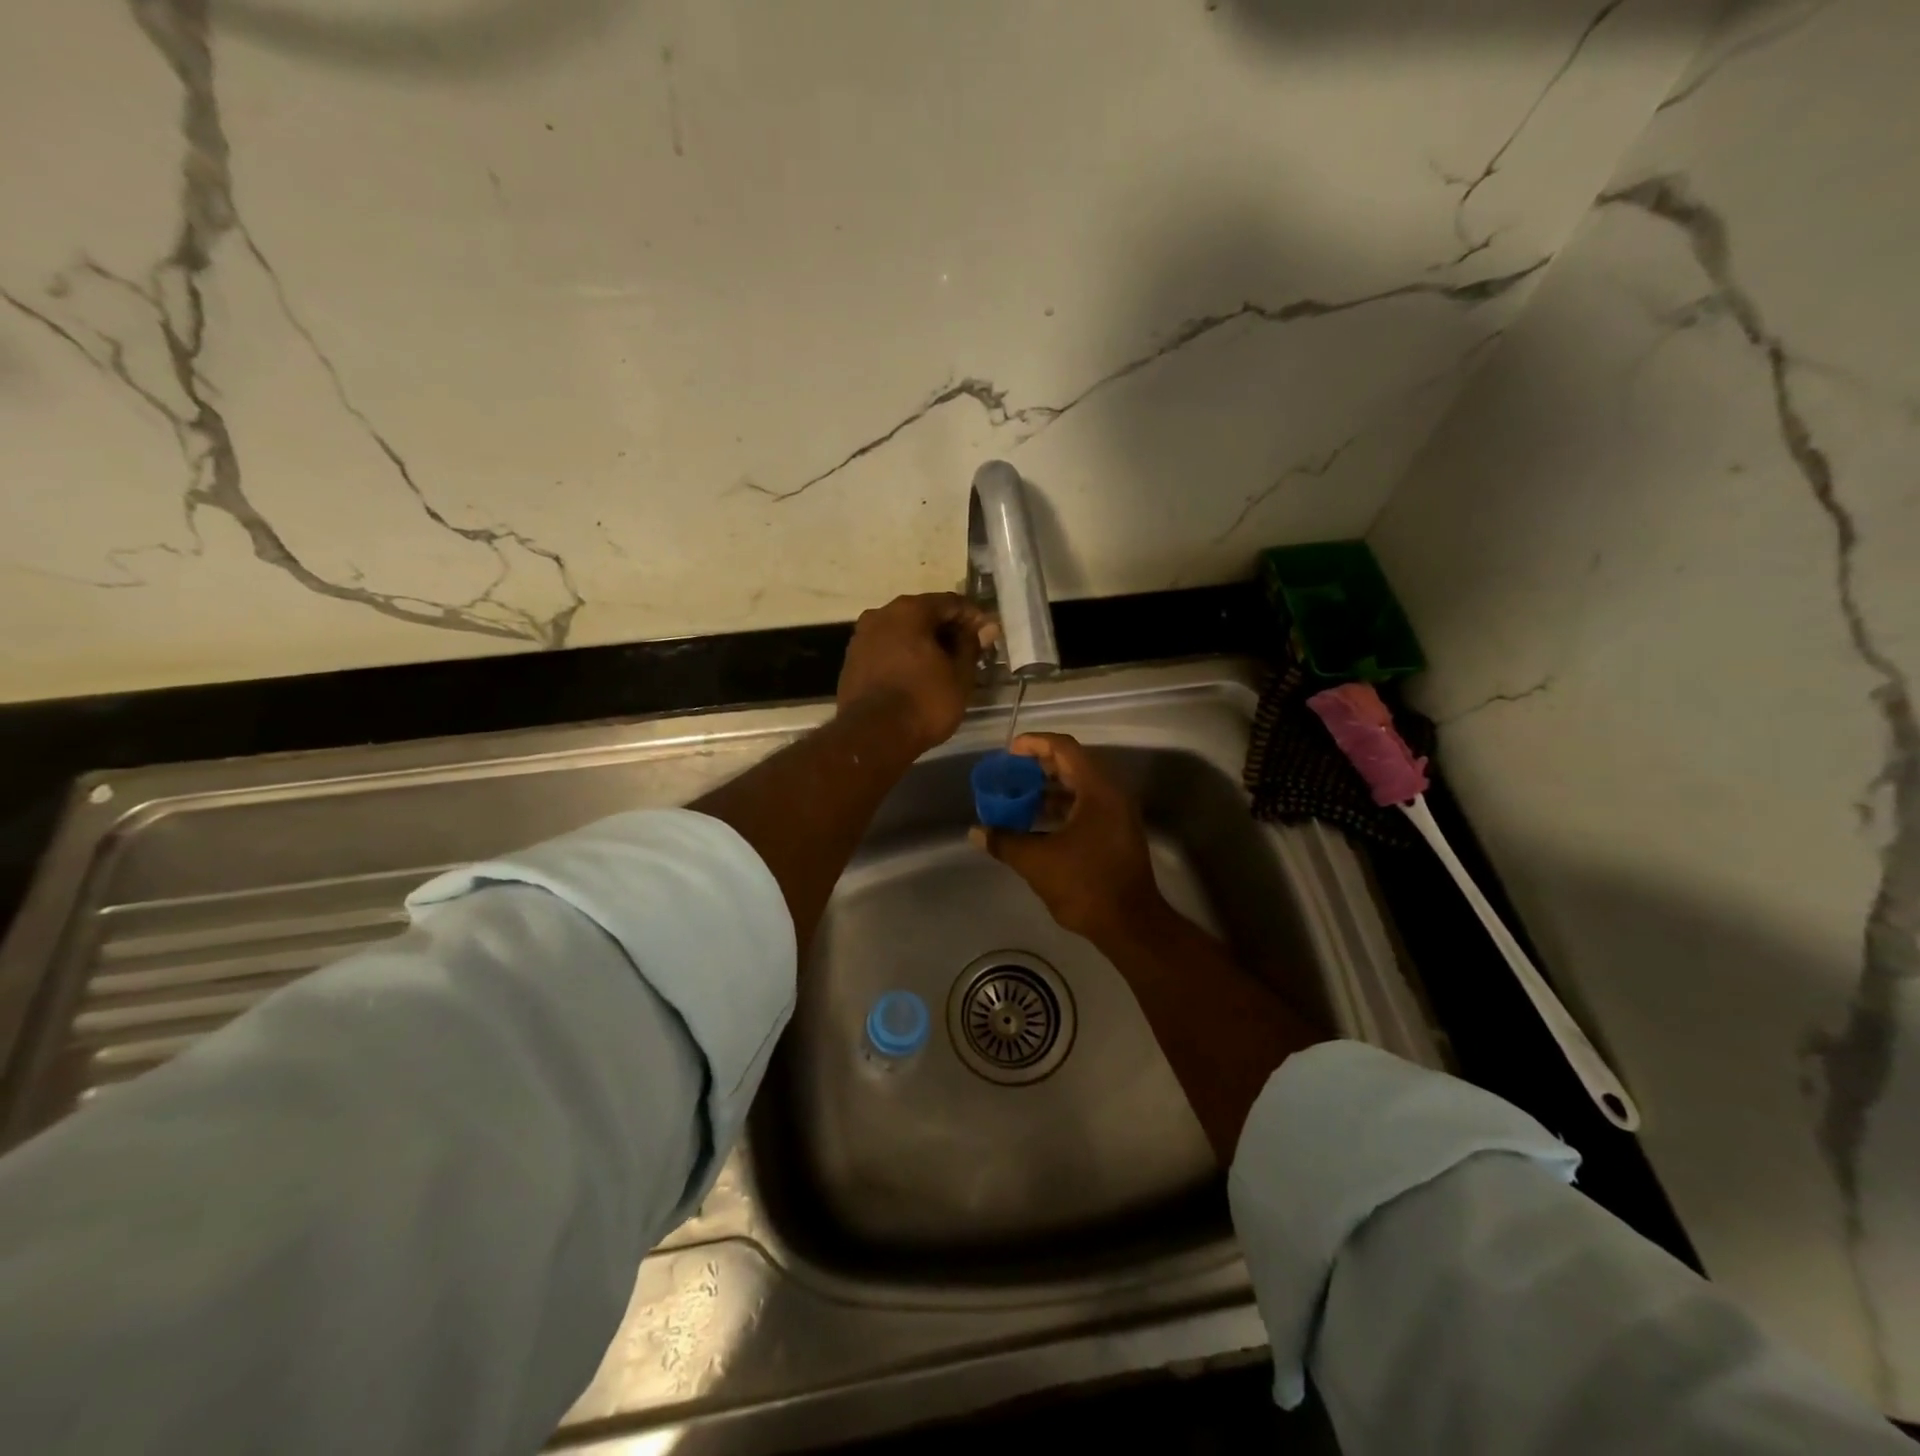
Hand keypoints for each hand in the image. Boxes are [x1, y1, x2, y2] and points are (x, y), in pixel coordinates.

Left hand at [836, 593, 990, 753]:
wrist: (873, 737)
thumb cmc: (924, 702)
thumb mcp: (960, 675)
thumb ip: (971, 646)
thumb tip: (983, 629)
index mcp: (909, 610)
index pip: (950, 602)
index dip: (973, 617)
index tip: (988, 635)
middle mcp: (881, 614)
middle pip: (923, 614)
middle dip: (947, 630)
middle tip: (968, 651)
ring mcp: (861, 638)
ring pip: (902, 633)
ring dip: (924, 644)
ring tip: (944, 666)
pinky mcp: (852, 661)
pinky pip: (887, 650)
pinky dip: (905, 657)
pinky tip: (918, 676)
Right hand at [969, 732, 1168, 942]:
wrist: (1130, 924)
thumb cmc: (1085, 885)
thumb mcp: (1037, 862)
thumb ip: (1005, 841)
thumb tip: (976, 832)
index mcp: (1098, 790)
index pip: (1065, 749)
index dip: (1035, 744)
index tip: (1009, 750)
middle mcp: (1112, 795)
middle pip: (1073, 764)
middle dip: (1039, 766)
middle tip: (1010, 773)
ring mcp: (1117, 815)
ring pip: (1080, 787)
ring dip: (1049, 788)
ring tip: (1018, 796)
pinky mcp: (1116, 833)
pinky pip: (1086, 806)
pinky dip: (1061, 807)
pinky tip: (1037, 821)